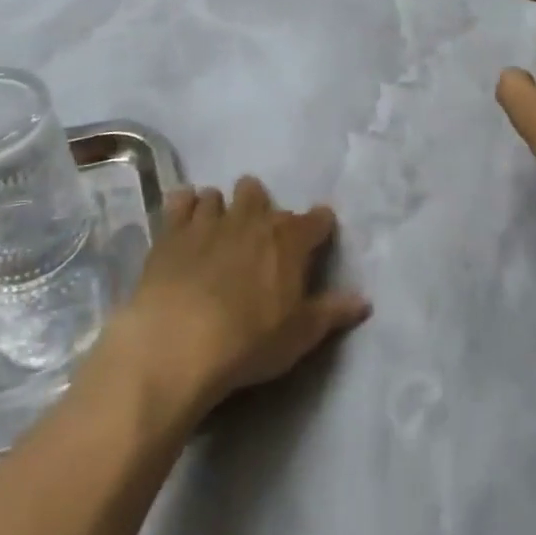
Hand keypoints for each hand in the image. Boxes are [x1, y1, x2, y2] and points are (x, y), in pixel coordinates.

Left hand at [113, 177, 369, 414]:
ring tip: (217, 230)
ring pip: (217, 195)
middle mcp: (251, 218)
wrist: (178, 342)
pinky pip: (180, 201)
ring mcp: (208, 220)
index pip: (317, 220)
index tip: (320, 233)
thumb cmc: (249, 340)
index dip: (320, 225)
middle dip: (260, 206)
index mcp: (288, 239)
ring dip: (220, 208)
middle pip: (258, 193)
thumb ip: (332, 312)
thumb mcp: (300, 334)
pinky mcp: (171, 231)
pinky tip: (183, 221)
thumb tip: (364, 300)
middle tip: (257, 235)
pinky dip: (184, 206)